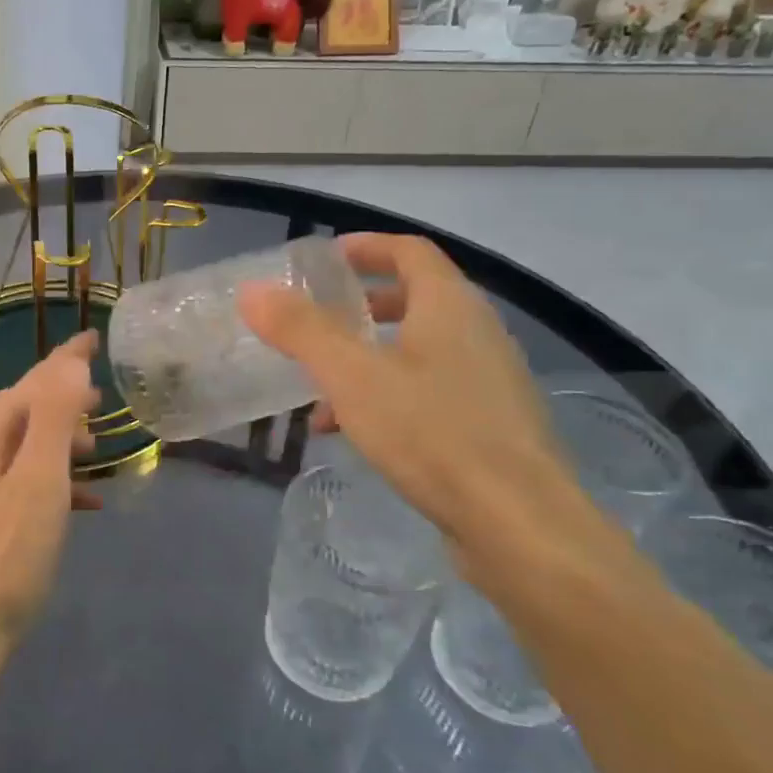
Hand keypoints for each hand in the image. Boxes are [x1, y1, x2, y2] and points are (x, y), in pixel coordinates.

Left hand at [0, 331, 100, 672]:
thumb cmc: (7, 551)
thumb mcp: (38, 479)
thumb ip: (54, 417)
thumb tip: (70, 362)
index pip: (32, 382)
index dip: (64, 359)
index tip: (94, 339)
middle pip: (27, 410)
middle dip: (64, 397)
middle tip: (102, 396)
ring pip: (29, 446)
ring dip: (64, 437)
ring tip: (99, 444)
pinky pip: (31, 483)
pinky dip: (60, 479)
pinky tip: (88, 499)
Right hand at [239, 234, 624, 590]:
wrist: (519, 524)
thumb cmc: (432, 433)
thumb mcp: (352, 376)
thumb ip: (301, 330)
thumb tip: (253, 290)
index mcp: (450, 306)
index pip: (409, 251)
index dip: (365, 248)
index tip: (324, 260)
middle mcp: (477, 333)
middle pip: (415, 299)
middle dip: (361, 306)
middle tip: (319, 319)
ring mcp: (489, 381)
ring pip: (418, 350)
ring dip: (368, 357)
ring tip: (320, 387)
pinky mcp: (490, 425)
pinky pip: (429, 391)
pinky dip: (388, 395)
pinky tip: (352, 433)